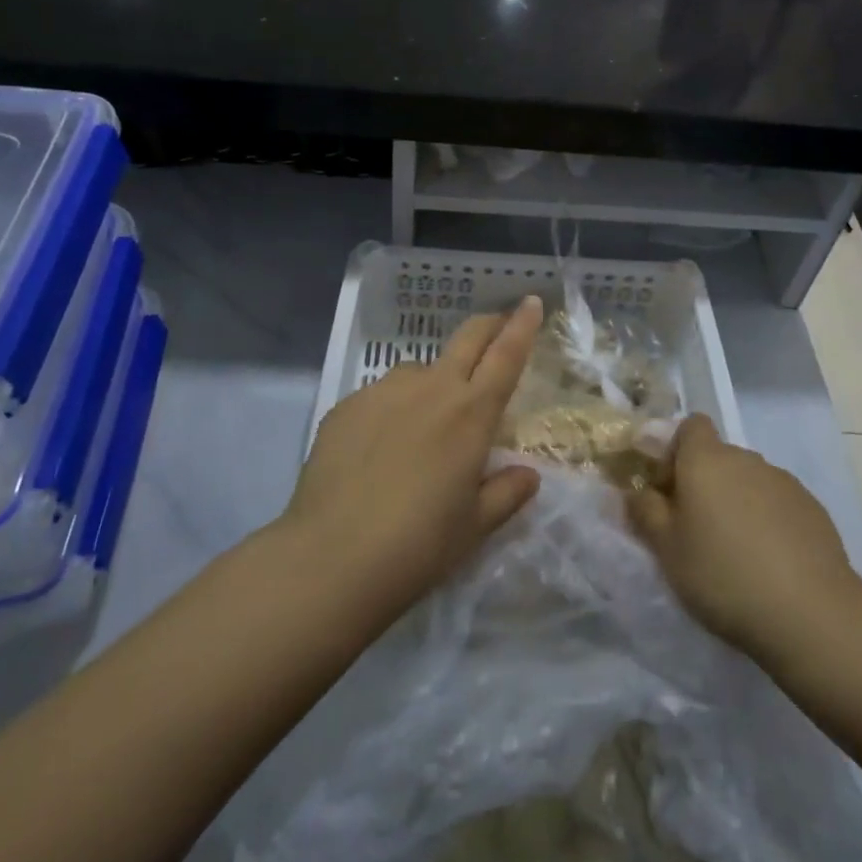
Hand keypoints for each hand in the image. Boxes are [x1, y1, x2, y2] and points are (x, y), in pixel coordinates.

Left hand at [281, 296, 544, 624]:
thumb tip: (528, 475)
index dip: (522, 325)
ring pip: (420, 369)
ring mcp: (385, 391)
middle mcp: (431, 389)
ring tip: (423, 424)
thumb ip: (506, 494)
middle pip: (468, 338)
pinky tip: (378, 449)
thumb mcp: (474, 528)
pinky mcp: (347, 405)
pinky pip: (381, 395)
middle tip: (498, 325)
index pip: (506, 355)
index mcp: (471, 414)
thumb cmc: (418, 546)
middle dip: (488, 324)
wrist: (331, 559)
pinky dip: (392, 409)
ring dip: (434, 381)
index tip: (531, 302)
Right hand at [627, 414, 861, 662]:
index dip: (676, 451)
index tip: (670, 491)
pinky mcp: (812, 509)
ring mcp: (783, 481)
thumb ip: (645, 512)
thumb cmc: (722, 574)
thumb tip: (637, 491)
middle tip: (696, 532)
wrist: (810, 613)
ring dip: (737, 503)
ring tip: (736, 554)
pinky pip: (777, 504)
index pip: (690, 425)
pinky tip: (771, 564)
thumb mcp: (666, 549)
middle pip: (718, 457)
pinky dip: (768, 522)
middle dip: (705, 484)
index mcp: (706, 459)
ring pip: (748, 481)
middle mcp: (745, 458)